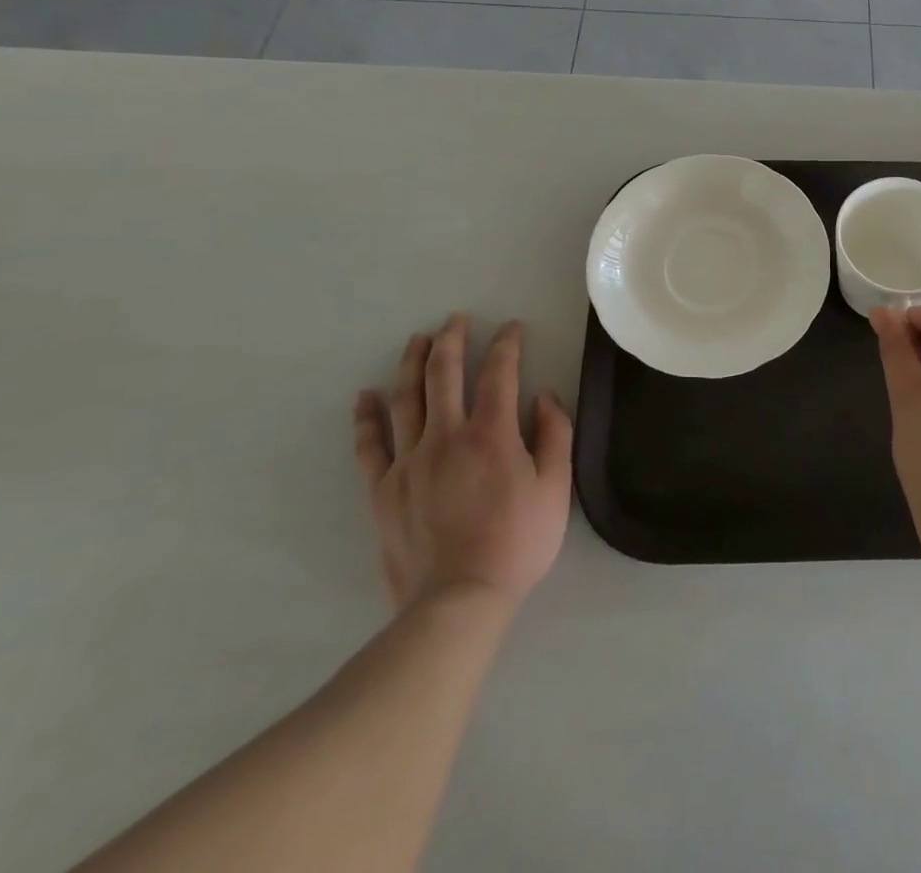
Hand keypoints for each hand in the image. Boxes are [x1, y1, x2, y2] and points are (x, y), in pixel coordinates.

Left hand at [353, 313, 572, 612]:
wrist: (458, 601)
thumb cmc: (516, 542)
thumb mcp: (556, 488)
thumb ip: (555, 435)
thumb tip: (544, 396)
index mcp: (491, 433)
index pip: (500, 373)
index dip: (507, 344)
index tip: (512, 328)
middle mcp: (446, 435)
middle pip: (444, 373)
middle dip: (452, 339)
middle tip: (456, 319)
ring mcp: (409, 461)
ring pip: (406, 398)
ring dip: (412, 363)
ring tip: (417, 339)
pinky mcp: (383, 489)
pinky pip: (370, 445)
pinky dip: (366, 418)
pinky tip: (364, 396)